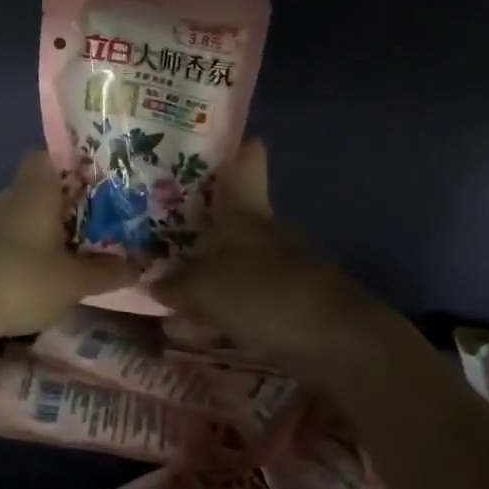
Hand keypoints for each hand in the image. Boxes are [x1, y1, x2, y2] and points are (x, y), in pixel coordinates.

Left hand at [0, 150, 136, 339]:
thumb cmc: (21, 279)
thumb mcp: (75, 280)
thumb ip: (108, 271)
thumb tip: (140, 266)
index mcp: (36, 189)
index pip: (48, 154)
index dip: (73, 163)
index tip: (99, 180)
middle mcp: (9, 196)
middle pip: (41, 187)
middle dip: (69, 203)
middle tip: (101, 219)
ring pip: (25, 214)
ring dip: (48, 229)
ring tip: (79, 248)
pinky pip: (11, 238)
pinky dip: (28, 249)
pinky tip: (45, 272)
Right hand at [153, 141, 402, 380]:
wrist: (338, 344)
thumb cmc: (267, 296)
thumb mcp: (207, 286)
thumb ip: (176, 283)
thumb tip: (155, 281)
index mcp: (248, 213)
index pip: (247, 164)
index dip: (231, 149)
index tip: (205, 143)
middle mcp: (263, 235)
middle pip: (225, 222)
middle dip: (190, 232)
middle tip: (150, 238)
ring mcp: (276, 272)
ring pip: (227, 268)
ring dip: (196, 283)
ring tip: (159, 301)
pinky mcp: (283, 309)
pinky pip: (238, 305)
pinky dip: (213, 314)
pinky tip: (186, 332)